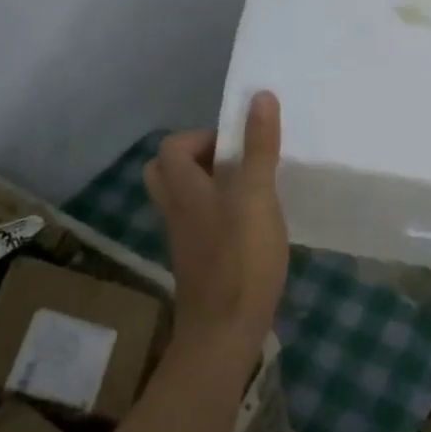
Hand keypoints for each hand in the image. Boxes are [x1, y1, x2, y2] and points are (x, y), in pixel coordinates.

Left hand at [143, 91, 289, 370]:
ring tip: (252, 188)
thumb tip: (260, 96)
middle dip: (200, 159)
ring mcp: (186, 240)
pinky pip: (202, 224)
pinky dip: (221, 214)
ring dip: (213, 186)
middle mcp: (177, 211)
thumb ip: (258, 146)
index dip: (201, 136)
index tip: (237, 143)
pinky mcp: (200, 263)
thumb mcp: (256, 195)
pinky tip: (254, 223)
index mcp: (183, 189)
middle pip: (170, 173)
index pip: (171, 147)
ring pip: (187, 199)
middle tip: (237, 162)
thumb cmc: (240, 258)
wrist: (224, 335)